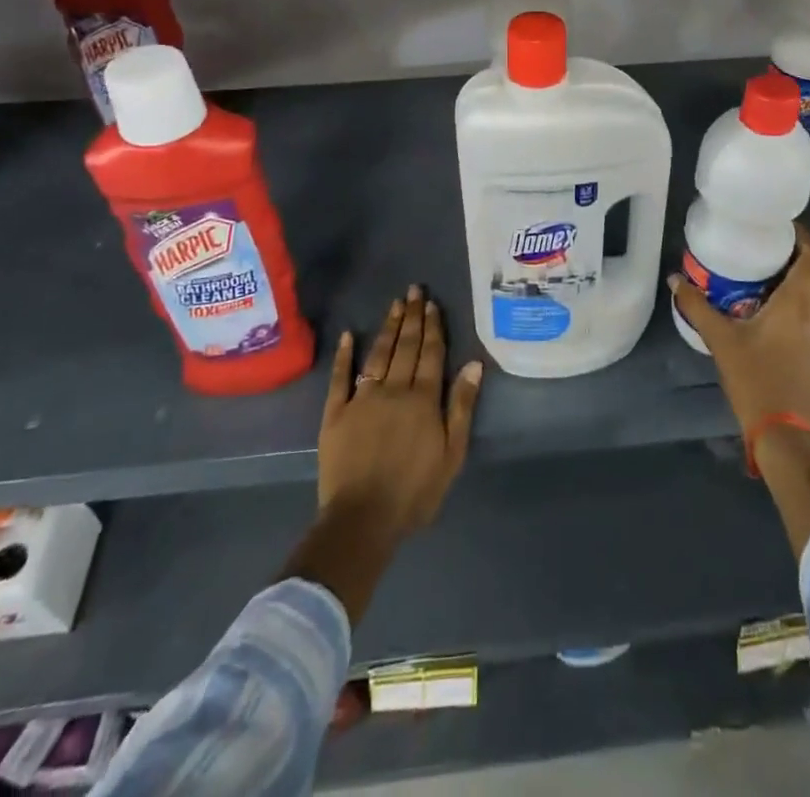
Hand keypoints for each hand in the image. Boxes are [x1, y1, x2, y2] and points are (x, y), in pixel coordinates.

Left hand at [318, 285, 483, 537]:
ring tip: (394, 304)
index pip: (431, 353)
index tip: (432, 303)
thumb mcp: (451, 454)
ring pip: (378, 354)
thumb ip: (461, 407)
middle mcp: (393, 389)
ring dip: (388, 327)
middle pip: (406, 346)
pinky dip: (344, 355)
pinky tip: (348, 336)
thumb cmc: (414, 491)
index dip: (433, 327)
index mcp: (423, 398)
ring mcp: (362, 398)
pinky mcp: (335, 413)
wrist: (362, 519)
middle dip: (411, 317)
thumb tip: (474, 364)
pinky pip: (340, 378)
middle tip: (413, 290)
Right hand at [670, 226, 809, 435]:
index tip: (777, 224)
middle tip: (758, 243)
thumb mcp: (721, 339)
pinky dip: (792, 299)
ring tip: (758, 269)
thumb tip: (675, 279)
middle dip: (789, 253)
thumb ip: (697, 306)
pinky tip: (765, 305)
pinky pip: (808, 311)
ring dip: (791, 277)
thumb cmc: (755, 378)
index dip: (801, 235)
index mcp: (799, 301)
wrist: (784, 431)